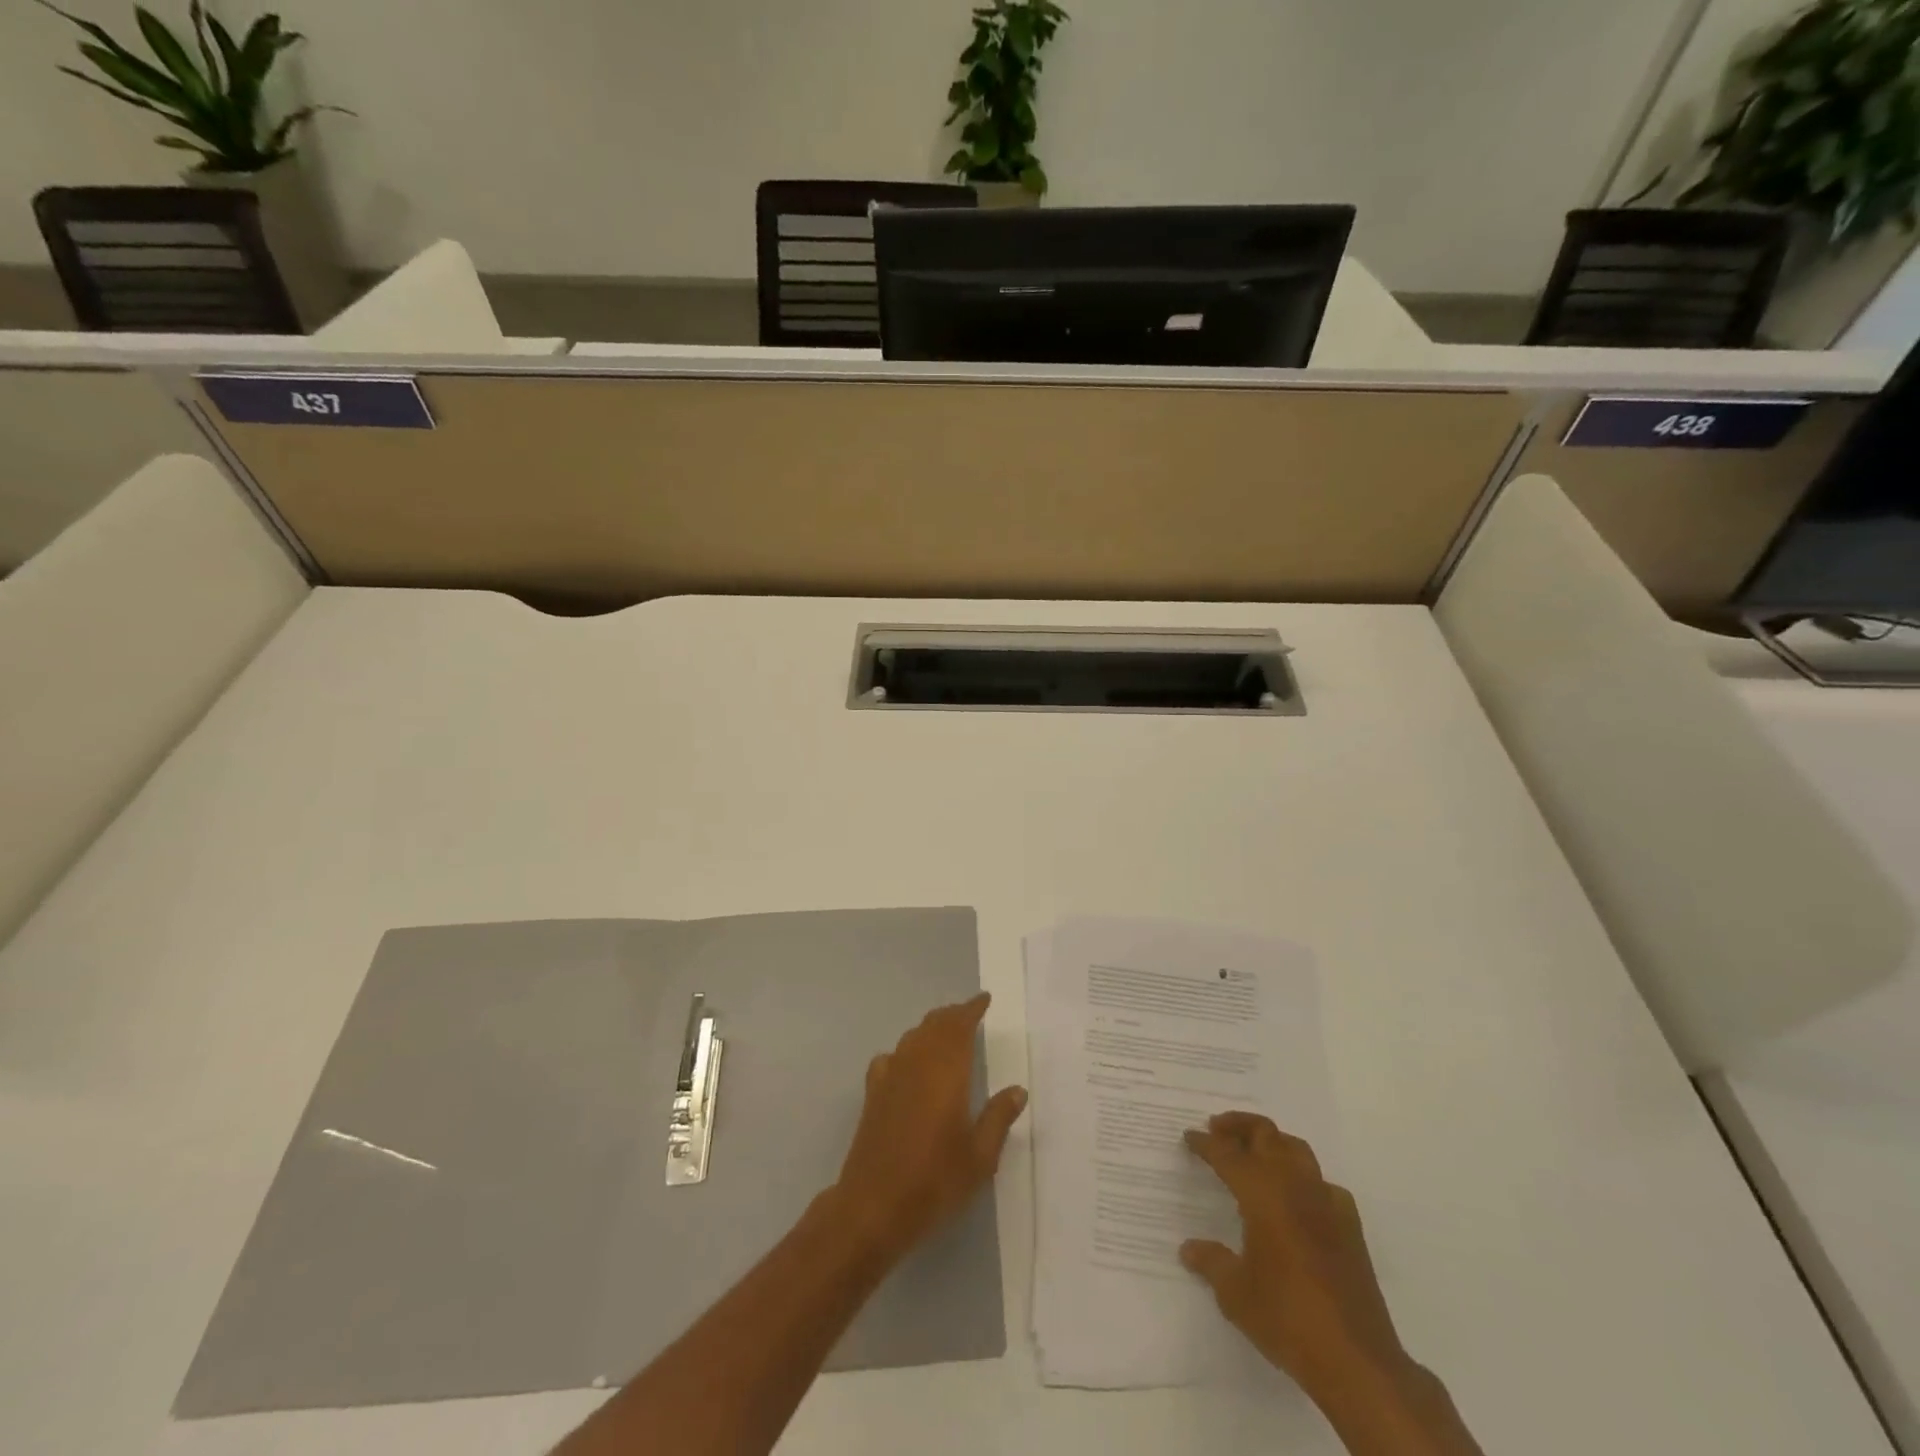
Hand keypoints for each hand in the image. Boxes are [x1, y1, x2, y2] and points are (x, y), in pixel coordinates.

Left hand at [832, 993, 1026, 1261]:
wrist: (873, 1206)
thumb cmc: (934, 1181)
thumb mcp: (979, 1156)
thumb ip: (998, 1118)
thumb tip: (1017, 1090)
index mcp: (946, 1071)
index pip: (959, 1026)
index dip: (971, 1009)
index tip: (984, 999)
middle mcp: (916, 1063)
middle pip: (934, 1025)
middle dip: (953, 1016)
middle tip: (970, 1015)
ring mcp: (891, 1076)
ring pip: (913, 1037)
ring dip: (931, 1030)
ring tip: (946, 1035)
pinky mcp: (873, 1094)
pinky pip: (891, 1058)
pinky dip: (905, 1052)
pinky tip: (908, 1066)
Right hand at [1180, 1113, 1407, 1398]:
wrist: (1356, 1360)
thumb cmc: (1286, 1318)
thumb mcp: (1235, 1293)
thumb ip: (1211, 1262)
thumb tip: (1189, 1249)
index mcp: (1262, 1193)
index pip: (1227, 1153)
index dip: (1205, 1143)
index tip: (1189, 1137)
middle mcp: (1294, 1185)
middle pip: (1265, 1134)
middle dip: (1238, 1127)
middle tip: (1217, 1130)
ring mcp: (1327, 1202)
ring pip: (1296, 1149)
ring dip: (1271, 1143)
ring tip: (1254, 1155)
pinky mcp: (1350, 1225)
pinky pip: (1323, 1184)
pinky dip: (1304, 1179)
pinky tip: (1298, 1200)